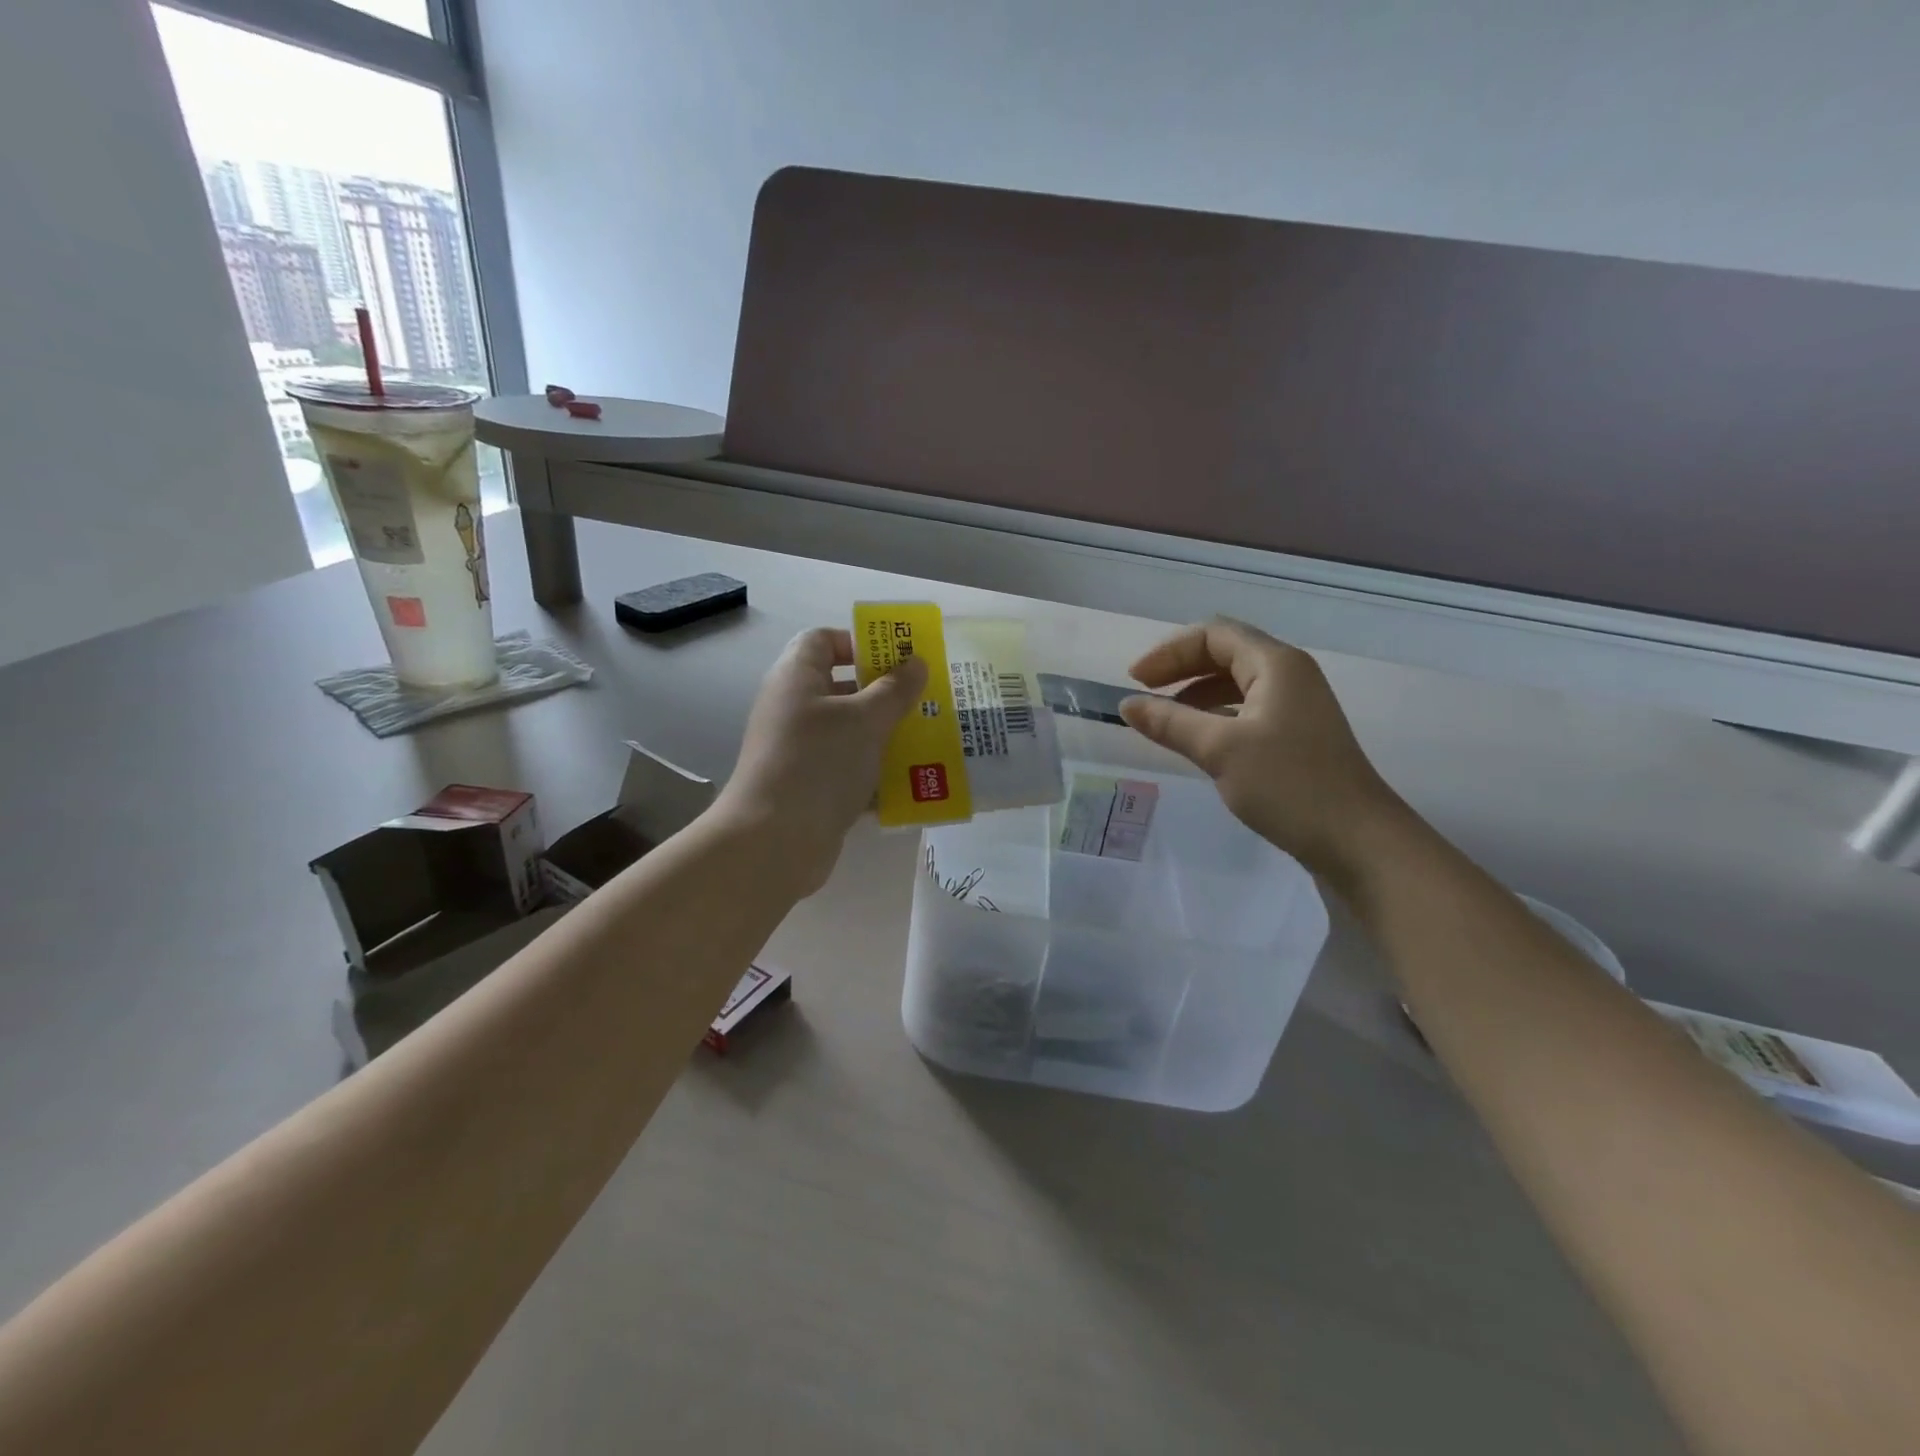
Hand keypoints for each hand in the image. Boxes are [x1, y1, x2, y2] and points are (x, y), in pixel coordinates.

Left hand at [715, 627, 928, 894]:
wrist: (774, 840)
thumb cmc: (820, 763)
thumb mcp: (866, 720)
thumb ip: (895, 689)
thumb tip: (916, 663)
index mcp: (797, 677)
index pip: (822, 640)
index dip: (859, 642)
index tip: (897, 660)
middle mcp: (792, 707)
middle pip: (840, 686)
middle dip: (883, 692)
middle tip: (923, 700)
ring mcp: (798, 749)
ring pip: (848, 731)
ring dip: (884, 735)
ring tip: (927, 739)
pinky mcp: (807, 786)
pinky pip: (846, 768)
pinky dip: (874, 772)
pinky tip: (910, 781)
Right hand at [1118, 617, 1405, 884]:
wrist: (1357, 840)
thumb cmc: (1289, 785)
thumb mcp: (1220, 750)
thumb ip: (1170, 722)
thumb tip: (1126, 704)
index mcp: (1276, 664)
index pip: (1213, 635)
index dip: (1169, 652)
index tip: (1134, 681)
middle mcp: (1289, 675)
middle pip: (1225, 653)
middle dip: (1180, 668)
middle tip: (1143, 694)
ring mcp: (1295, 705)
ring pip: (1235, 683)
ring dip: (1195, 693)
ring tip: (1163, 718)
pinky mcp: (1296, 735)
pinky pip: (1246, 709)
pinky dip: (1214, 715)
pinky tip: (1196, 739)